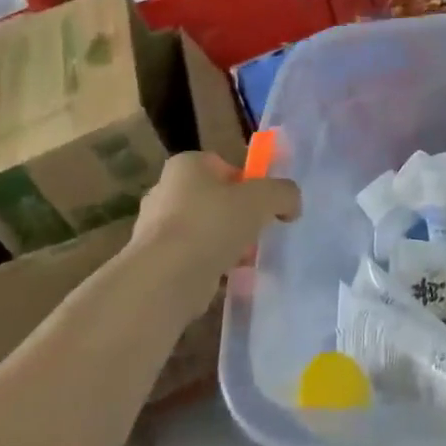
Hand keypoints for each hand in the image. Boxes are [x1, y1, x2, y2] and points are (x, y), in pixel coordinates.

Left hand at [128, 151, 300, 293]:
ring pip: (205, 231)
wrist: (166, 278)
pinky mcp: (154, 262)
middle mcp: (165, 191)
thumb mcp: (264, 198)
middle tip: (257, 233)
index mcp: (186, 166)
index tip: (262, 205)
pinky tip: (229, 279)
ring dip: (227, 244)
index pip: (223, 166)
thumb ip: (284, 193)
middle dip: (238, 217)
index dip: (248, 183)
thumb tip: (291, 205)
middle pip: (215, 200)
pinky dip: (211, 267)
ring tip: (246, 261)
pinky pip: (193, 259)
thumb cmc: (213, 223)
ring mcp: (155, 229)